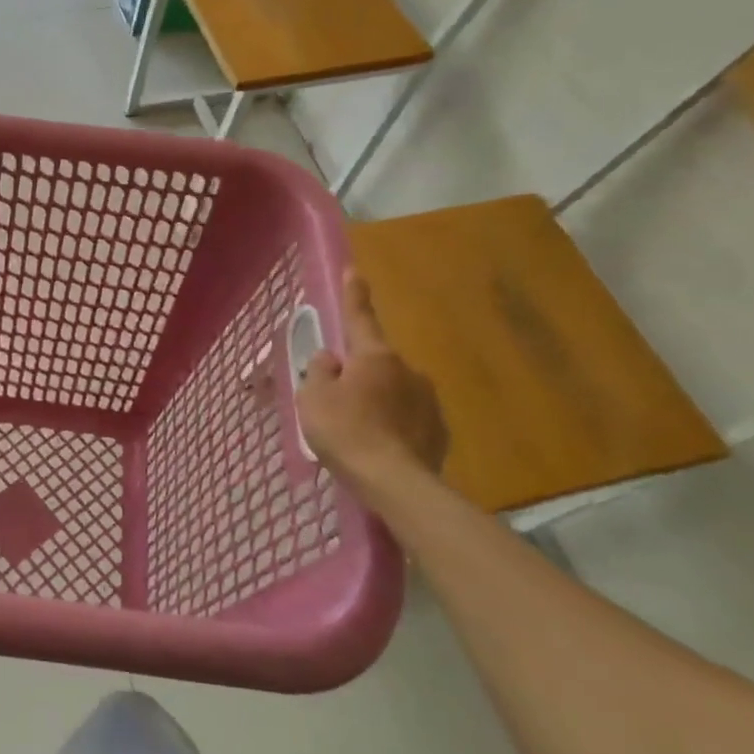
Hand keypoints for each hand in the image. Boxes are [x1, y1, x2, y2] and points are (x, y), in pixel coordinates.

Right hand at [295, 268, 448, 494]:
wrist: (396, 483)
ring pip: (394, 391)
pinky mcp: (440, 430)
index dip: (354, 295)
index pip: (360, 318)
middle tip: (338, 403)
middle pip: (375, 363)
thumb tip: (331, 359)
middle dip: (359, 374)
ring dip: (378, 402)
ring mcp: (428, 400)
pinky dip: (394, 426)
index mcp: (374, 357)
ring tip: (360, 433)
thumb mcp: (313, 399)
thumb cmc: (346, 432)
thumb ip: (319, 373)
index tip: (355, 270)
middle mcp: (407, 370)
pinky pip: (409, 418)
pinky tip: (381, 447)